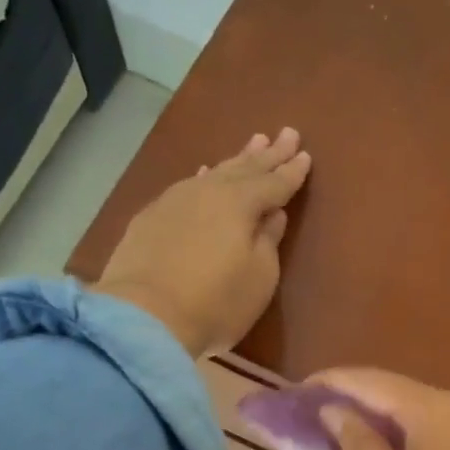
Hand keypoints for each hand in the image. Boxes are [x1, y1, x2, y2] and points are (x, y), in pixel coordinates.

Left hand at [96, 128, 311, 356]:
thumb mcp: (259, 278)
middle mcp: (208, 192)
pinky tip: (203, 172)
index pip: (274, 183)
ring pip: (214, 172)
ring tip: (253, 143)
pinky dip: (203, 176)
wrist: (144, 316)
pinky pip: (187, 186)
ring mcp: (175, 201)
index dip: (292, 172)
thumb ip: (268, 242)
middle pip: (244, 168)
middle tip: (286, 133)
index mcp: (241, 204)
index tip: (306, 155)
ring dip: (236, 159)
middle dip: (267, 154)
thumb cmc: (216, 303)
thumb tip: (273, 215)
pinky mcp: (151, 217)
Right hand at [309, 368, 449, 449]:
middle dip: (358, 400)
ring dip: (384, 419)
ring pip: (422, 412)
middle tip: (318, 413)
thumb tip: (336, 410)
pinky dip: (410, 435)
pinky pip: (441, 431)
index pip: (375, 382)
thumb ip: (357, 443)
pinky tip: (390, 449)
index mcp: (437, 410)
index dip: (334, 382)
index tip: (300, 390)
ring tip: (346, 430)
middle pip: (400, 392)